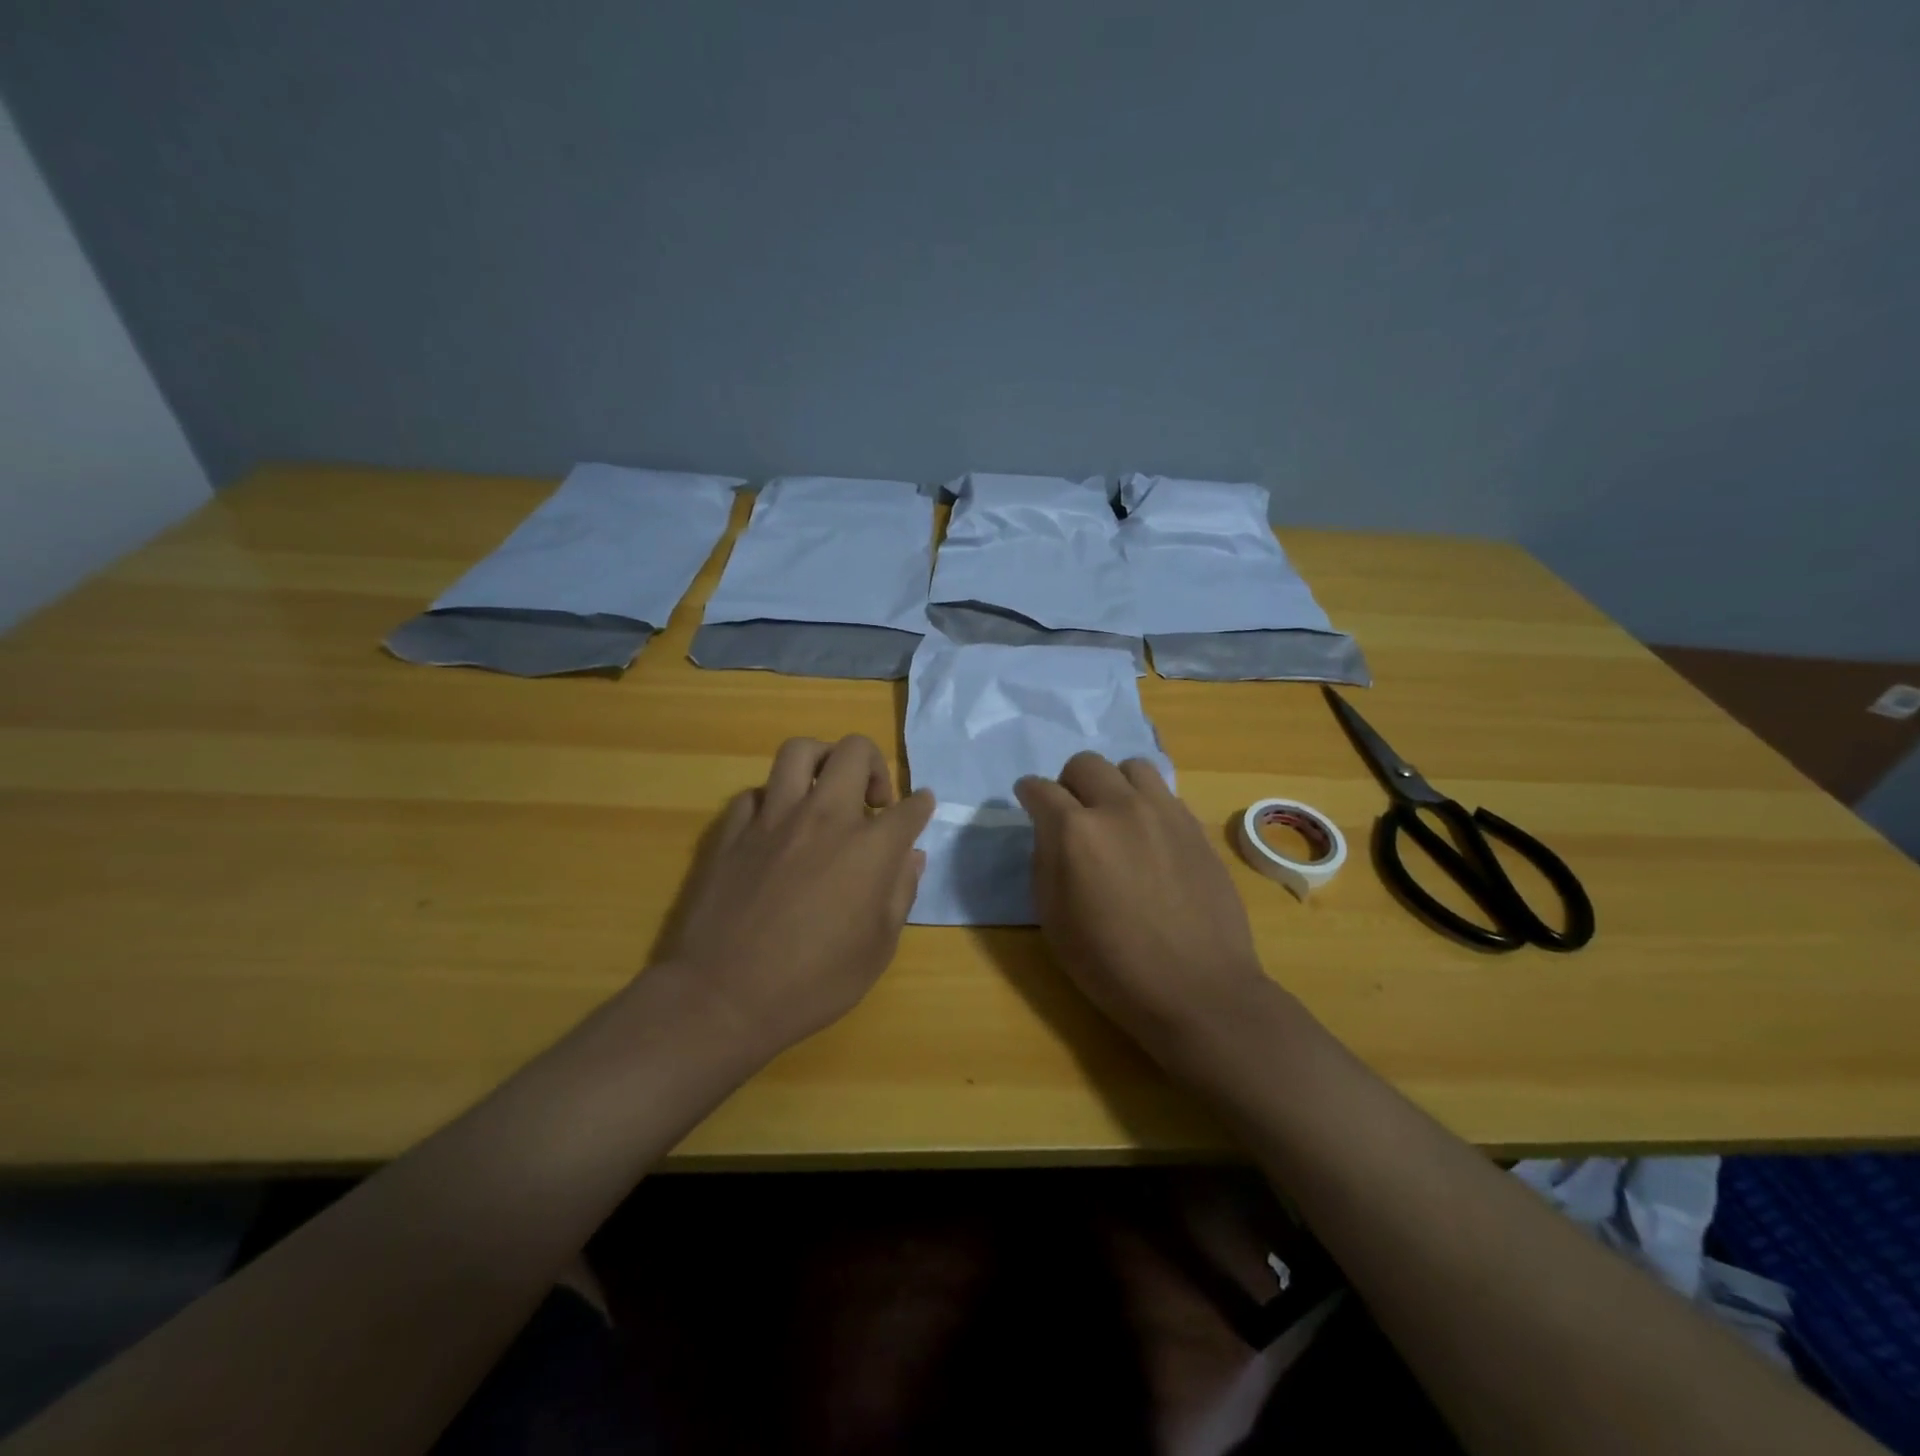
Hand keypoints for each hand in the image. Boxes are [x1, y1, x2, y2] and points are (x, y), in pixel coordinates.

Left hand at [658, 735, 934, 1056]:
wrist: (723, 997)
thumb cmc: (814, 983)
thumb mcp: (878, 949)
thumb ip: (900, 893)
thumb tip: (911, 857)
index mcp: (869, 848)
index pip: (910, 807)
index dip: (921, 805)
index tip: (920, 808)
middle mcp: (824, 817)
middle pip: (854, 751)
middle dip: (874, 765)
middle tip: (872, 800)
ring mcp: (773, 818)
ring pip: (799, 751)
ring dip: (821, 761)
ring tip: (825, 791)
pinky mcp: (733, 830)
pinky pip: (756, 793)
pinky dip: (773, 801)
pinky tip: (777, 828)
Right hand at [1015, 753, 1273, 1057]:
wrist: (1197, 989)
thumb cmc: (1112, 965)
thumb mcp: (1054, 920)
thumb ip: (1044, 861)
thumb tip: (1050, 831)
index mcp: (1076, 831)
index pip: (1040, 789)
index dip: (1028, 794)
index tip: (1028, 802)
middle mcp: (1119, 807)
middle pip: (1085, 764)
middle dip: (1069, 783)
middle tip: (1071, 813)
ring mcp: (1164, 812)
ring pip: (1131, 767)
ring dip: (1114, 784)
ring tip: (1115, 816)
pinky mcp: (1195, 826)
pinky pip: (1164, 793)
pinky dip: (1147, 803)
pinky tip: (1149, 836)